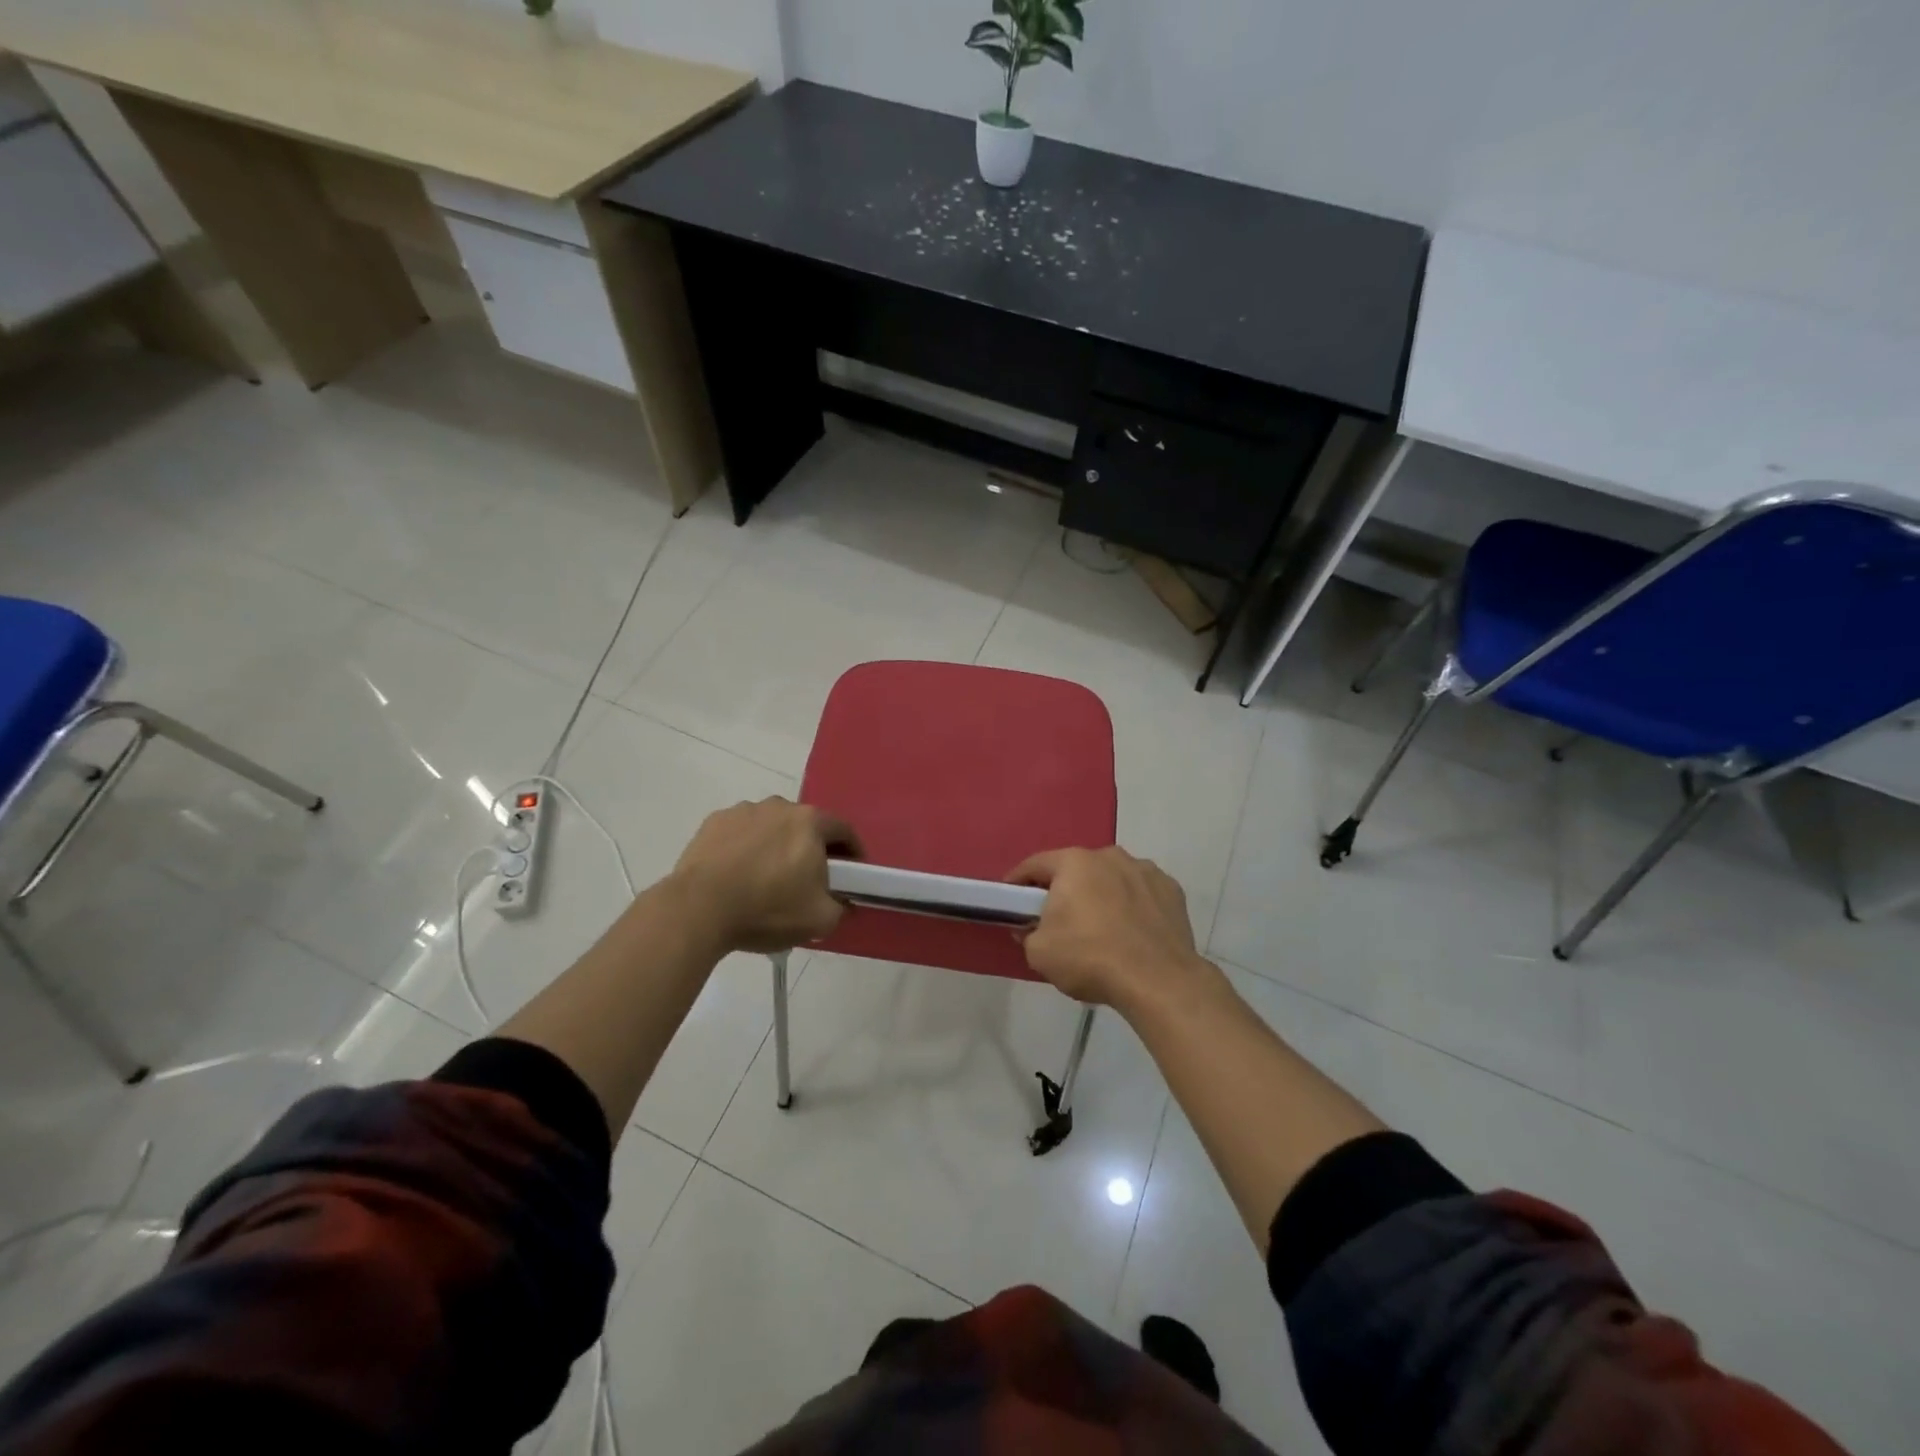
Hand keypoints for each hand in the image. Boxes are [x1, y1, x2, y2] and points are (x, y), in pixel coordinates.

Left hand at [670, 798, 862, 953]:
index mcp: (810, 822)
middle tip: (808, 880)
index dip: (852, 852)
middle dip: (811, 849)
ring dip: (775, 846)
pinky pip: (740, 834)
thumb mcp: (819, 920)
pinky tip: (737, 875)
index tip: (852, 874)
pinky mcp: (714, 822)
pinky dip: (744, 849)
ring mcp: (743, 811)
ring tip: (766, 880)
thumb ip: (841, 907)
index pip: (843, 830)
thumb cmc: (767, 909)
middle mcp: (779, 806)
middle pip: (806, 826)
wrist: (698, 909)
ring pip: (771, 827)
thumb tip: (843, 902)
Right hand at [1008, 846, 1212, 1011]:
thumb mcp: (1039, 952)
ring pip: (1112, 878)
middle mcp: (1110, 856)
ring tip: (1100, 928)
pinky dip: (1133, 906)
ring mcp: (1145, 870)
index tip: (1011, 899)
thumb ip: (1028, 933)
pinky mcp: (1172, 890)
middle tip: (1058, 918)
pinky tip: (1132, 932)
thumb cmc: (1090, 958)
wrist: (1158, 981)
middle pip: (1077, 870)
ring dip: (1102, 895)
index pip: (1035, 865)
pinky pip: (1141, 894)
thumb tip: (1033, 927)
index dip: (1018, 881)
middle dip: (1065, 889)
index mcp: (1074, 862)